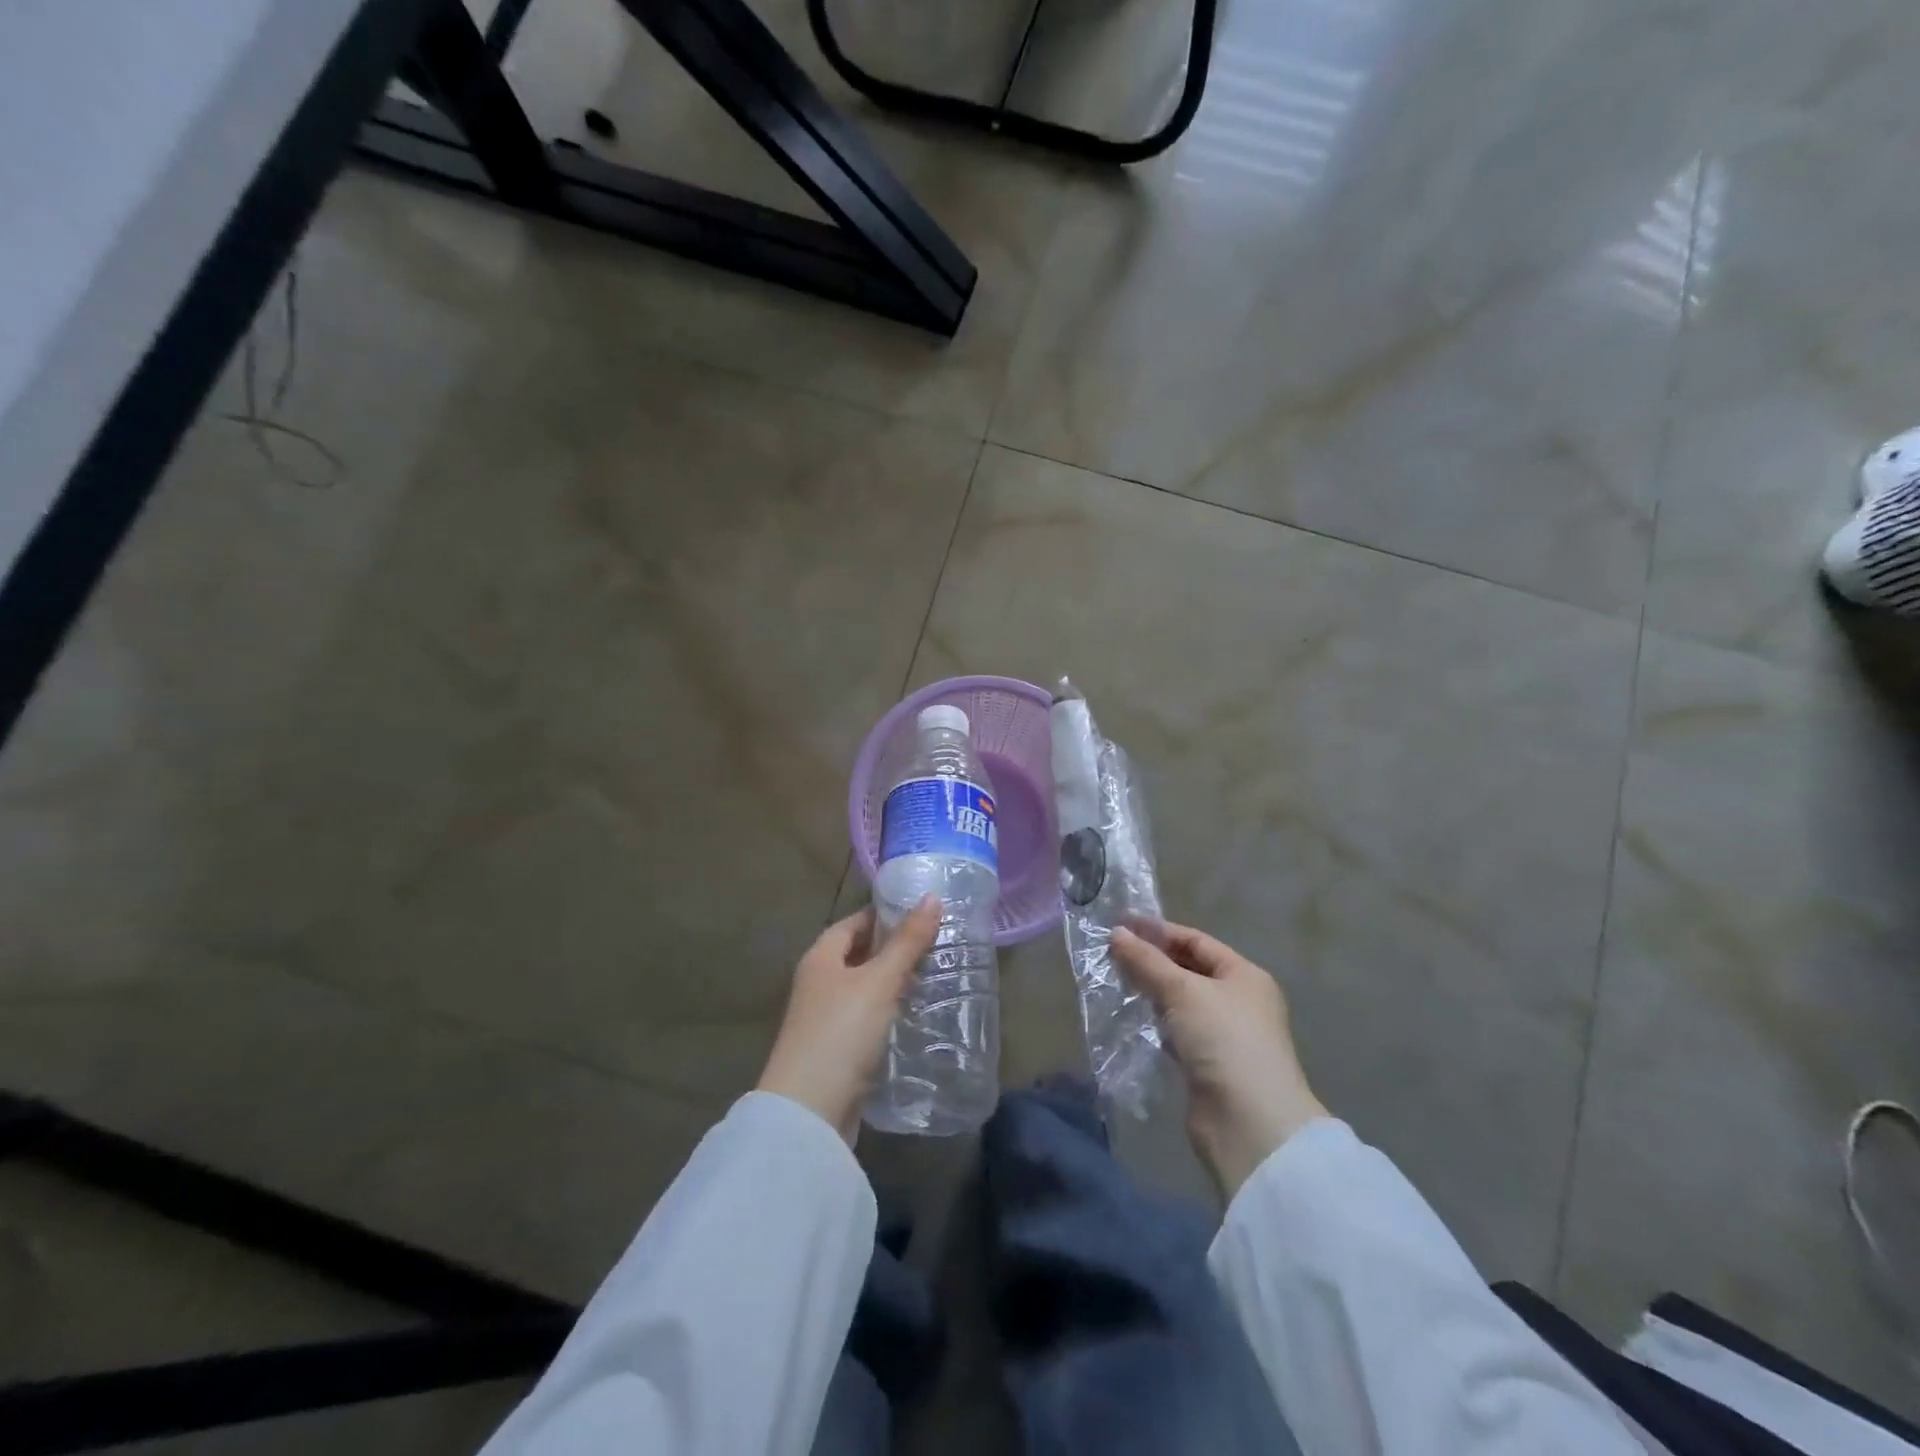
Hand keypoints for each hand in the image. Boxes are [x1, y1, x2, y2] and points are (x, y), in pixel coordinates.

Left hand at [758, 898, 940, 1144]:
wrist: (809, 1113)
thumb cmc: (841, 1032)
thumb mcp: (879, 981)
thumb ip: (907, 941)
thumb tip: (932, 897)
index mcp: (820, 957)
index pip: (855, 922)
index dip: (886, 914)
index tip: (923, 913)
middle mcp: (818, 983)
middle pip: (859, 955)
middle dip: (895, 949)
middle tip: (938, 944)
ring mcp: (826, 1019)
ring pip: (866, 989)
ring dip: (895, 983)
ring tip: (936, 976)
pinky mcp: (837, 1051)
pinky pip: (868, 1019)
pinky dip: (890, 1013)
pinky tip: (917, 1016)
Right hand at [1112, 922, 1327, 1199]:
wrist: (1249, 1123)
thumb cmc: (1223, 1040)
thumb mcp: (1182, 991)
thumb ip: (1146, 961)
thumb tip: (1115, 933)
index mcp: (1243, 974)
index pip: (1196, 940)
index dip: (1158, 931)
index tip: (1119, 924)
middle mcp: (1238, 1000)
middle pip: (1188, 969)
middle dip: (1152, 961)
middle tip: (1111, 953)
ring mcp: (1224, 1034)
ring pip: (1180, 1002)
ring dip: (1152, 992)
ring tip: (1115, 981)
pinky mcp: (1208, 1064)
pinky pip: (1177, 1031)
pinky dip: (1156, 1023)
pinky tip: (1133, 1019)